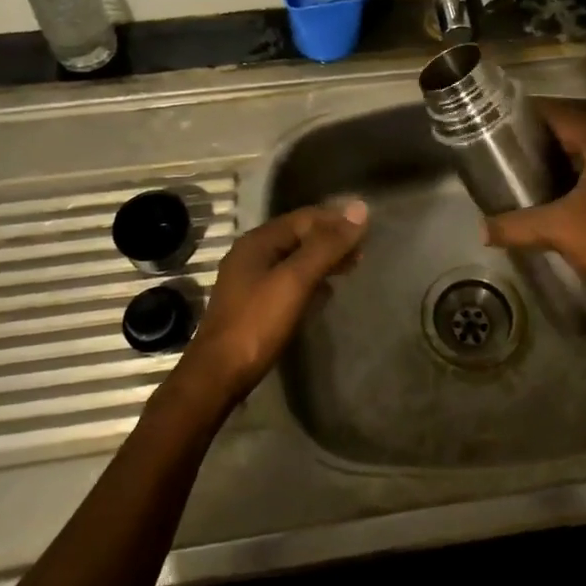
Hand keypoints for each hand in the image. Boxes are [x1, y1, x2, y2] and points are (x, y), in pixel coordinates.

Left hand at [178, 201, 368, 403]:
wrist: (218, 376)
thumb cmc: (257, 323)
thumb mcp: (295, 280)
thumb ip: (327, 246)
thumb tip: (360, 209)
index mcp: (258, 241)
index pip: (305, 217)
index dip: (336, 219)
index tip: (367, 228)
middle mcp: (251, 254)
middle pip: (299, 236)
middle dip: (331, 239)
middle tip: (363, 250)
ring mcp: (250, 280)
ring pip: (294, 259)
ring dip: (323, 259)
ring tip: (351, 266)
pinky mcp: (253, 304)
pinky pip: (288, 280)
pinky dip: (310, 279)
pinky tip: (325, 292)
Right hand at [483, 98, 585, 303]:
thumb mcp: (560, 231)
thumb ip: (517, 226)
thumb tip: (481, 230)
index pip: (561, 113)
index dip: (531, 114)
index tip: (504, 122)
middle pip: (583, 123)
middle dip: (551, 131)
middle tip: (519, 143)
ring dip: (574, 149)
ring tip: (541, 162)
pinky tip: (574, 188)